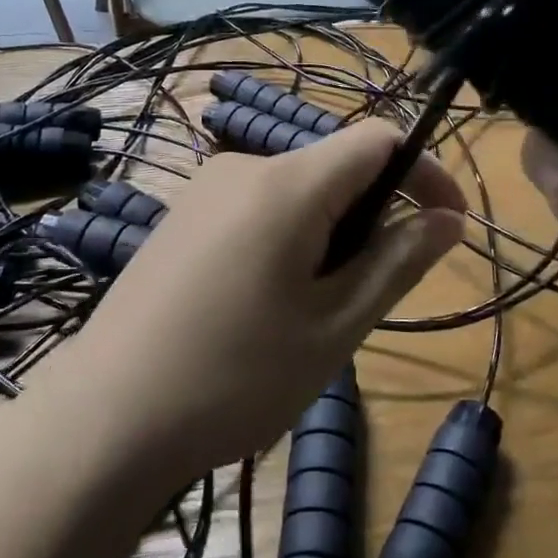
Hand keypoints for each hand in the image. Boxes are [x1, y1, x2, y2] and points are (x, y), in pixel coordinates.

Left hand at [77, 121, 466, 480]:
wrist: (106, 418)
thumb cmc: (236, 376)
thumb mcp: (335, 326)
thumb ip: (397, 261)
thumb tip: (449, 218)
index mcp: (287, 183)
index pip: (378, 140)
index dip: (426, 173)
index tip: (451, 227)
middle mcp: (243, 167)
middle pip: (336, 167)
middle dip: (374, 217)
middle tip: (369, 296)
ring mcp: (204, 191)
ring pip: (298, 193)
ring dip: (331, 235)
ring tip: (315, 312)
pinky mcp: (181, 219)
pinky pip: (259, 210)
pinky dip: (290, 241)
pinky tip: (266, 306)